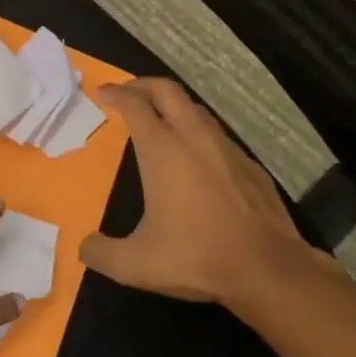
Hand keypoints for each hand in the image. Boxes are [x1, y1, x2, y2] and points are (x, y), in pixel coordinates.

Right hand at [80, 78, 317, 313]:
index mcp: (163, 151)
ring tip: (159, 120)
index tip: (102, 92)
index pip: (135, 105)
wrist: (270, 271)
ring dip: (173, 106)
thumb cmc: (197, 257)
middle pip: (168, 91)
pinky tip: (197, 158)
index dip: (116, 94)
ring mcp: (227, 150)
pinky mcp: (251, 167)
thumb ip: (101, 253)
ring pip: (196, 110)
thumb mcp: (136, 264)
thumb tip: (85, 247)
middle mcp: (194, 139)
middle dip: (143, 85)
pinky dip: (199, 133)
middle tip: (127, 93)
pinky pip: (218, 136)